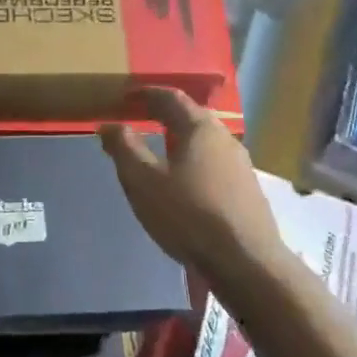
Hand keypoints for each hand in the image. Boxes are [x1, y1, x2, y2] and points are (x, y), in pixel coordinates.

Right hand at [99, 88, 284, 275]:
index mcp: (200, 128)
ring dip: (181, 140)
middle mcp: (225, 139)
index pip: (172, 97)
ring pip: (205, 143)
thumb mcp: (143, 181)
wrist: (246, 262)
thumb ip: (124, 148)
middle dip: (165, 115)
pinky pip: (214, 165)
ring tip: (159, 151)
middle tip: (141, 118)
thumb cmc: (188, 214)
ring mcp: (241, 166)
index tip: (127, 96)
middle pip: (192, 117)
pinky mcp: (247, 192)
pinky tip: (184, 183)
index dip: (147, 93)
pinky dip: (194, 162)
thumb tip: (109, 124)